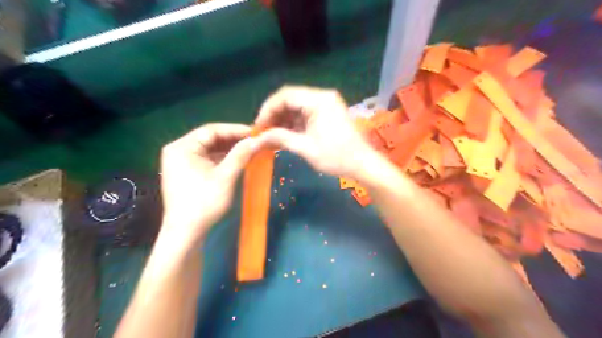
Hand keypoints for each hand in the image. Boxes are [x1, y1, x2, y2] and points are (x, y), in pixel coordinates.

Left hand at [160, 123, 263, 243]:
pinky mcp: (187, 172)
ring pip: (210, 149)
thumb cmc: (204, 203)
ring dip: (230, 150)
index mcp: (182, 147)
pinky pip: (208, 159)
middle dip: (234, 140)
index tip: (255, 133)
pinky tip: (239, 160)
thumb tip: (258, 139)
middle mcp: (179, 150)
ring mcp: (182, 162)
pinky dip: (223, 159)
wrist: (186, 233)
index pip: (212, 130)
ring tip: (250, 150)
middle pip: (210, 139)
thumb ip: (241, 154)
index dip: (235, 130)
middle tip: (255, 142)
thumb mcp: (225, 177)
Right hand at [253, 86, 372, 177]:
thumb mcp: (306, 148)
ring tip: (271, 135)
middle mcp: (322, 96)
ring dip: (283, 120)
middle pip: (290, 99)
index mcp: (319, 100)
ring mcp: (325, 104)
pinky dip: (293, 123)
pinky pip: (304, 113)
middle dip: (274, 115)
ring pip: (296, 106)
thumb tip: (259, 137)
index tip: (258, 126)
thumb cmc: (336, 157)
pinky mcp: (326, 113)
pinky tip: (284, 134)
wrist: (362, 164)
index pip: (285, 96)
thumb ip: (281, 138)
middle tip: (263, 131)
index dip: (268, 110)